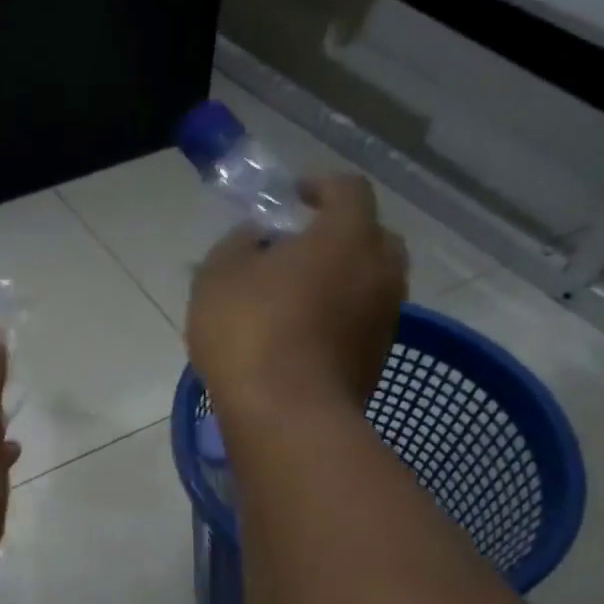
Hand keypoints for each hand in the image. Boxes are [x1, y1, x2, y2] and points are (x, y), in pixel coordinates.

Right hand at [186, 174, 408, 422]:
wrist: (287, 417)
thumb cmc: (250, 333)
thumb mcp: (219, 277)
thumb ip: (237, 244)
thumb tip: (257, 237)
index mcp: (347, 236)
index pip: (348, 189)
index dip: (320, 186)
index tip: (293, 197)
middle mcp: (380, 271)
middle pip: (373, 236)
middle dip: (341, 234)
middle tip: (301, 247)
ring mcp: (385, 319)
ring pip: (371, 283)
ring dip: (342, 280)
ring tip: (299, 296)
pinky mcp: (377, 360)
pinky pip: (362, 321)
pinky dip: (341, 317)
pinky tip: (303, 335)